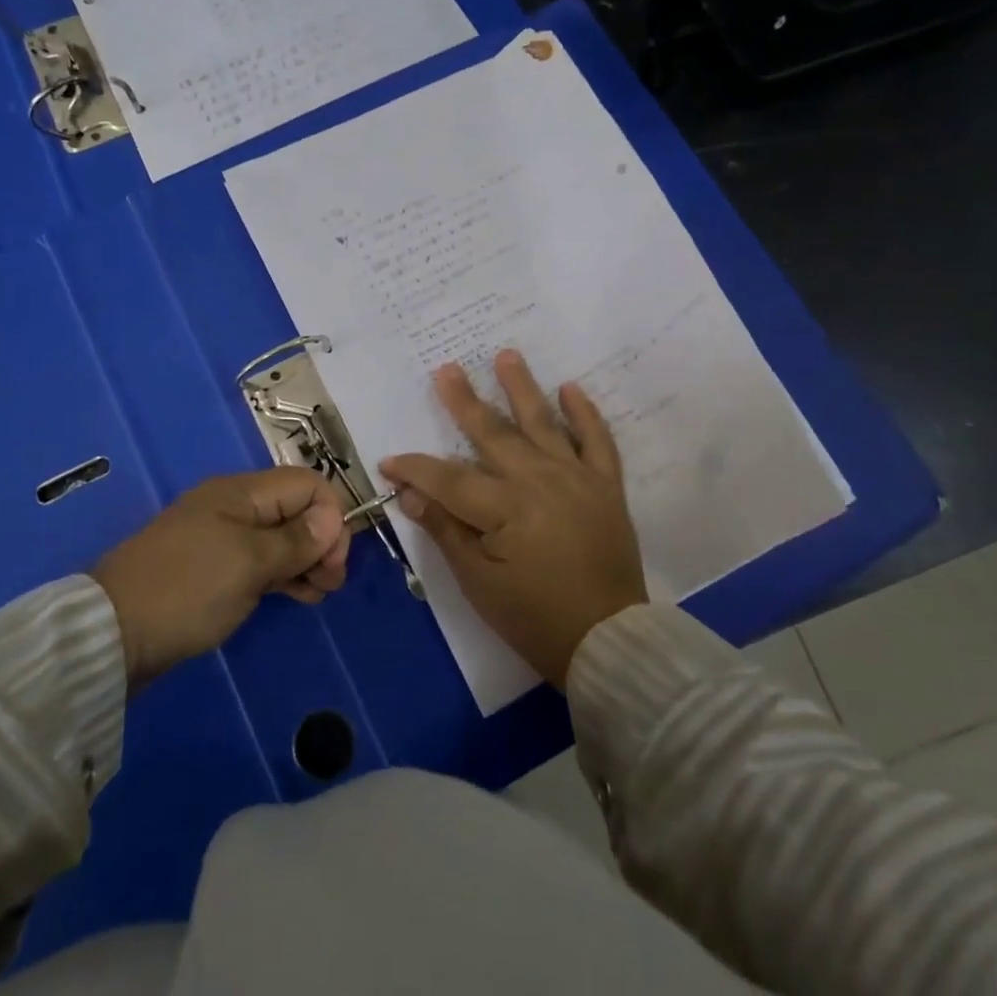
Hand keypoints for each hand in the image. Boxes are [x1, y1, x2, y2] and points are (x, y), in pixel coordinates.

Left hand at [92, 469, 350, 687]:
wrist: (112, 634)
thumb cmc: (188, 589)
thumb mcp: (250, 563)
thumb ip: (296, 539)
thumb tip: (333, 517)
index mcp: (241, 492)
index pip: (305, 484)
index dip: (330, 515)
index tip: (335, 559)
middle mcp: (234, 507)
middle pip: (295, 509)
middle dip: (322, 539)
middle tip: (331, 582)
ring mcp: (222, 538)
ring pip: (280, 537)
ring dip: (306, 559)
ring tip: (320, 593)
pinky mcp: (213, 569)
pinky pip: (261, 561)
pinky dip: (284, 574)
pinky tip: (300, 595)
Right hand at [381, 350, 646, 687]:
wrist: (607, 641)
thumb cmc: (533, 616)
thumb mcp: (477, 581)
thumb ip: (444, 529)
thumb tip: (409, 492)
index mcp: (505, 507)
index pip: (447, 476)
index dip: (415, 467)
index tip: (389, 460)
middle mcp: (539, 480)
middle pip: (493, 433)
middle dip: (464, 401)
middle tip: (446, 369)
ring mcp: (576, 478)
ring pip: (543, 423)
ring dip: (522, 388)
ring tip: (506, 355)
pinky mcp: (605, 486)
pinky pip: (597, 441)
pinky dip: (585, 413)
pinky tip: (571, 388)